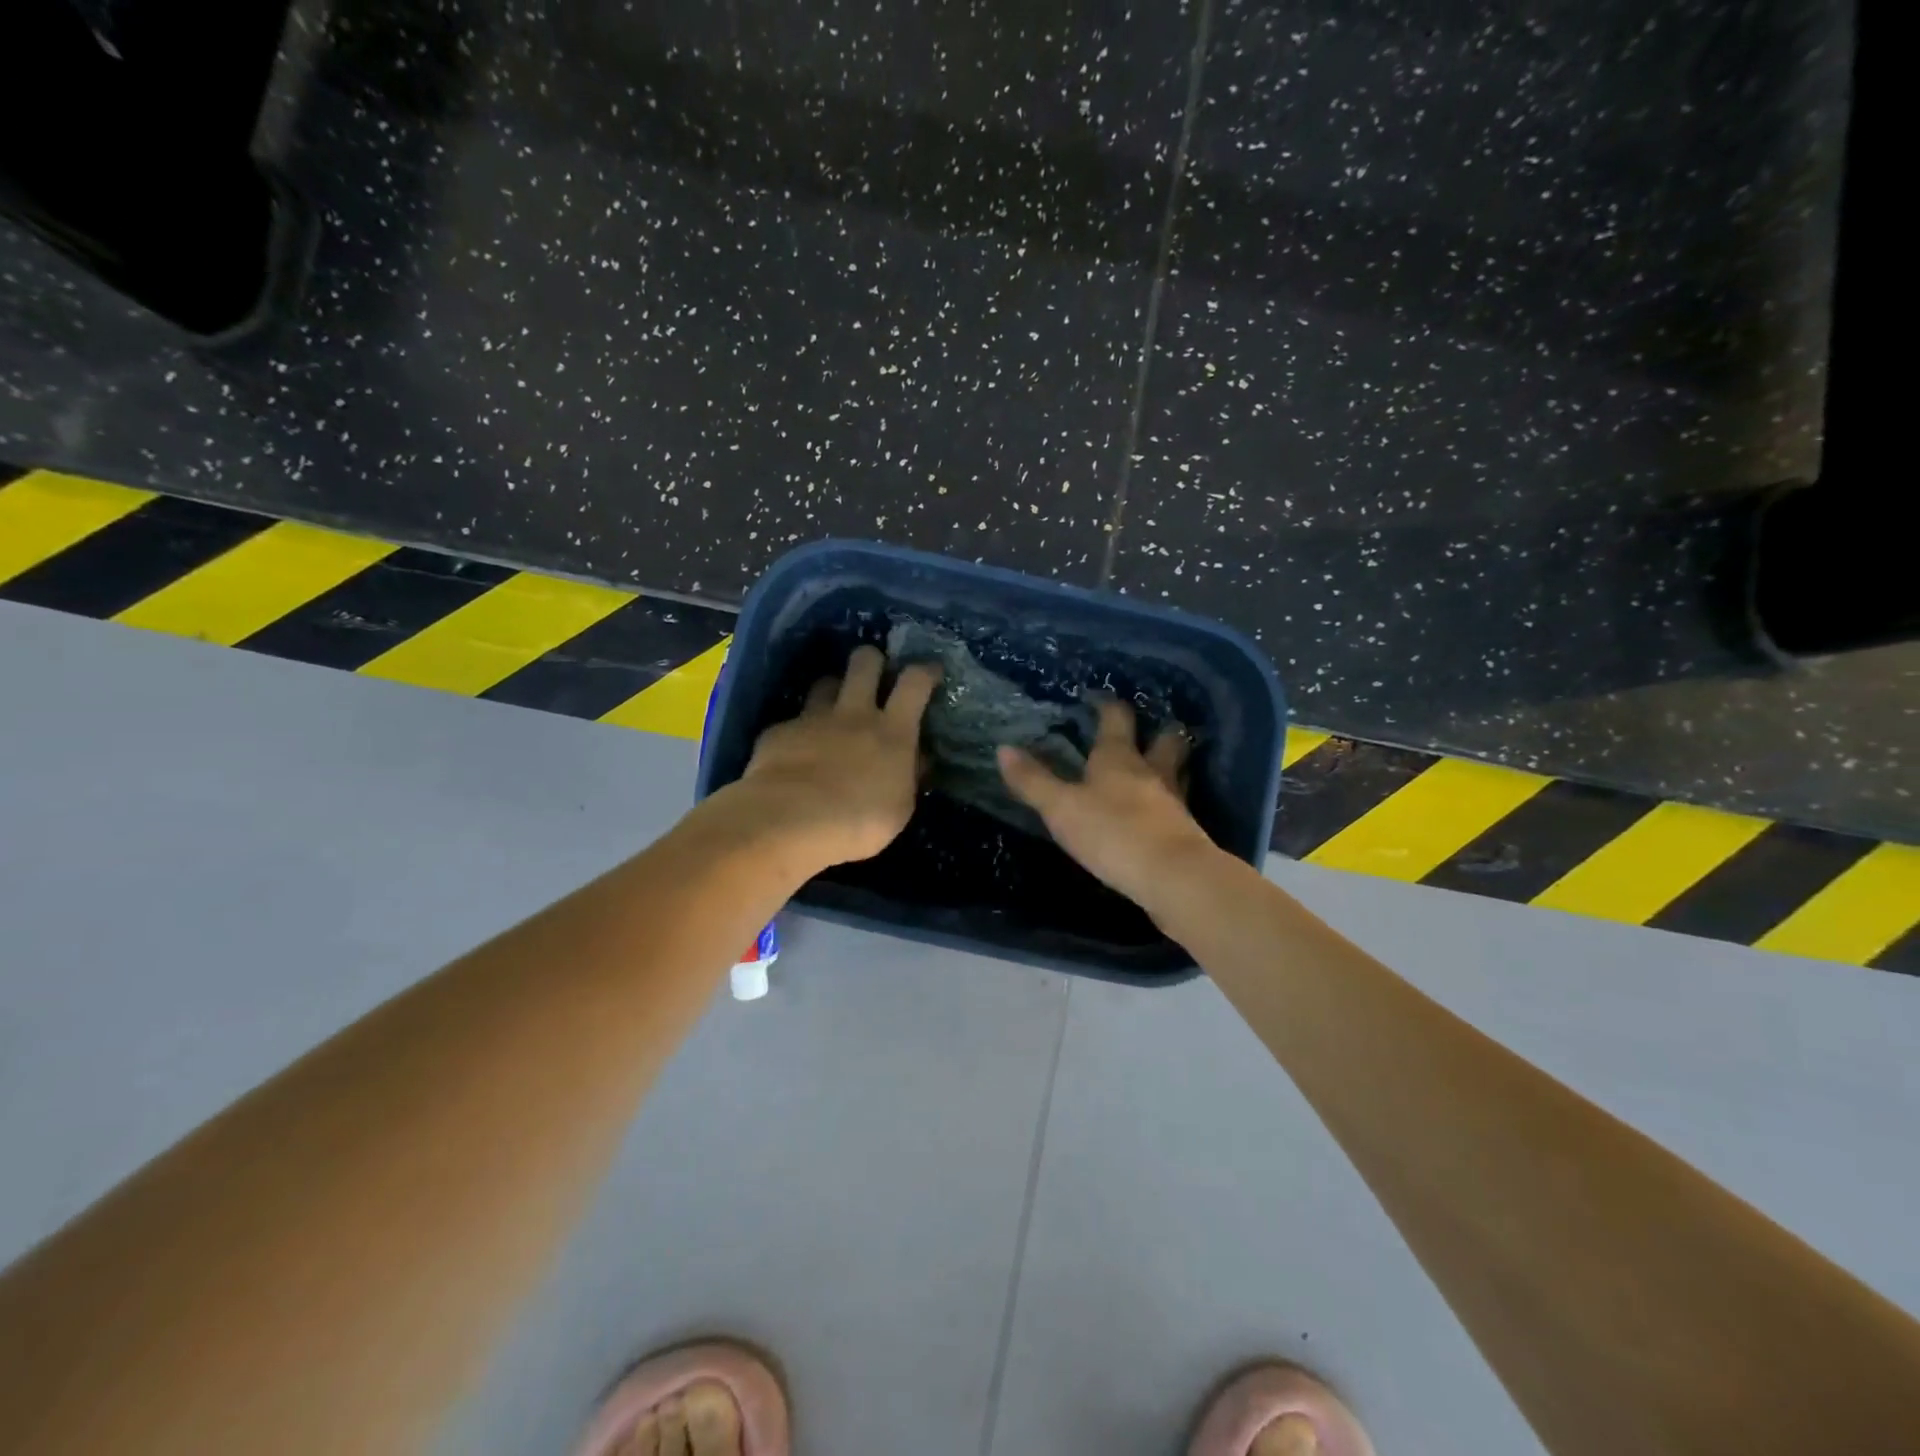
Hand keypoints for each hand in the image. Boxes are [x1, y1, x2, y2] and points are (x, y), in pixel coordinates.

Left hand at [730, 645, 940, 871]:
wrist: (791, 821)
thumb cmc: (859, 822)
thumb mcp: (900, 808)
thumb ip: (907, 777)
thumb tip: (916, 760)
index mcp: (892, 731)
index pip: (914, 683)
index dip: (925, 671)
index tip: (930, 671)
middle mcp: (854, 714)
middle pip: (865, 663)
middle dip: (872, 660)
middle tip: (875, 673)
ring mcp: (813, 718)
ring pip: (826, 683)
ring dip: (834, 689)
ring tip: (834, 707)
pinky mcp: (779, 731)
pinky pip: (793, 721)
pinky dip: (799, 732)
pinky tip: (795, 753)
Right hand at [998, 698, 1219, 910]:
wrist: (1172, 877)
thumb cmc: (1111, 832)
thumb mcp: (1061, 808)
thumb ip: (1033, 780)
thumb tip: (1003, 748)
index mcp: (1119, 758)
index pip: (1116, 718)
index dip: (1107, 705)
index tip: (1099, 698)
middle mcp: (1151, 771)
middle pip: (1164, 739)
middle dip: (1158, 731)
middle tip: (1151, 728)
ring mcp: (1174, 801)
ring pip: (1177, 771)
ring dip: (1171, 764)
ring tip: (1158, 767)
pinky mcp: (1186, 832)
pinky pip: (1179, 806)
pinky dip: (1171, 802)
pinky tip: (1162, 811)